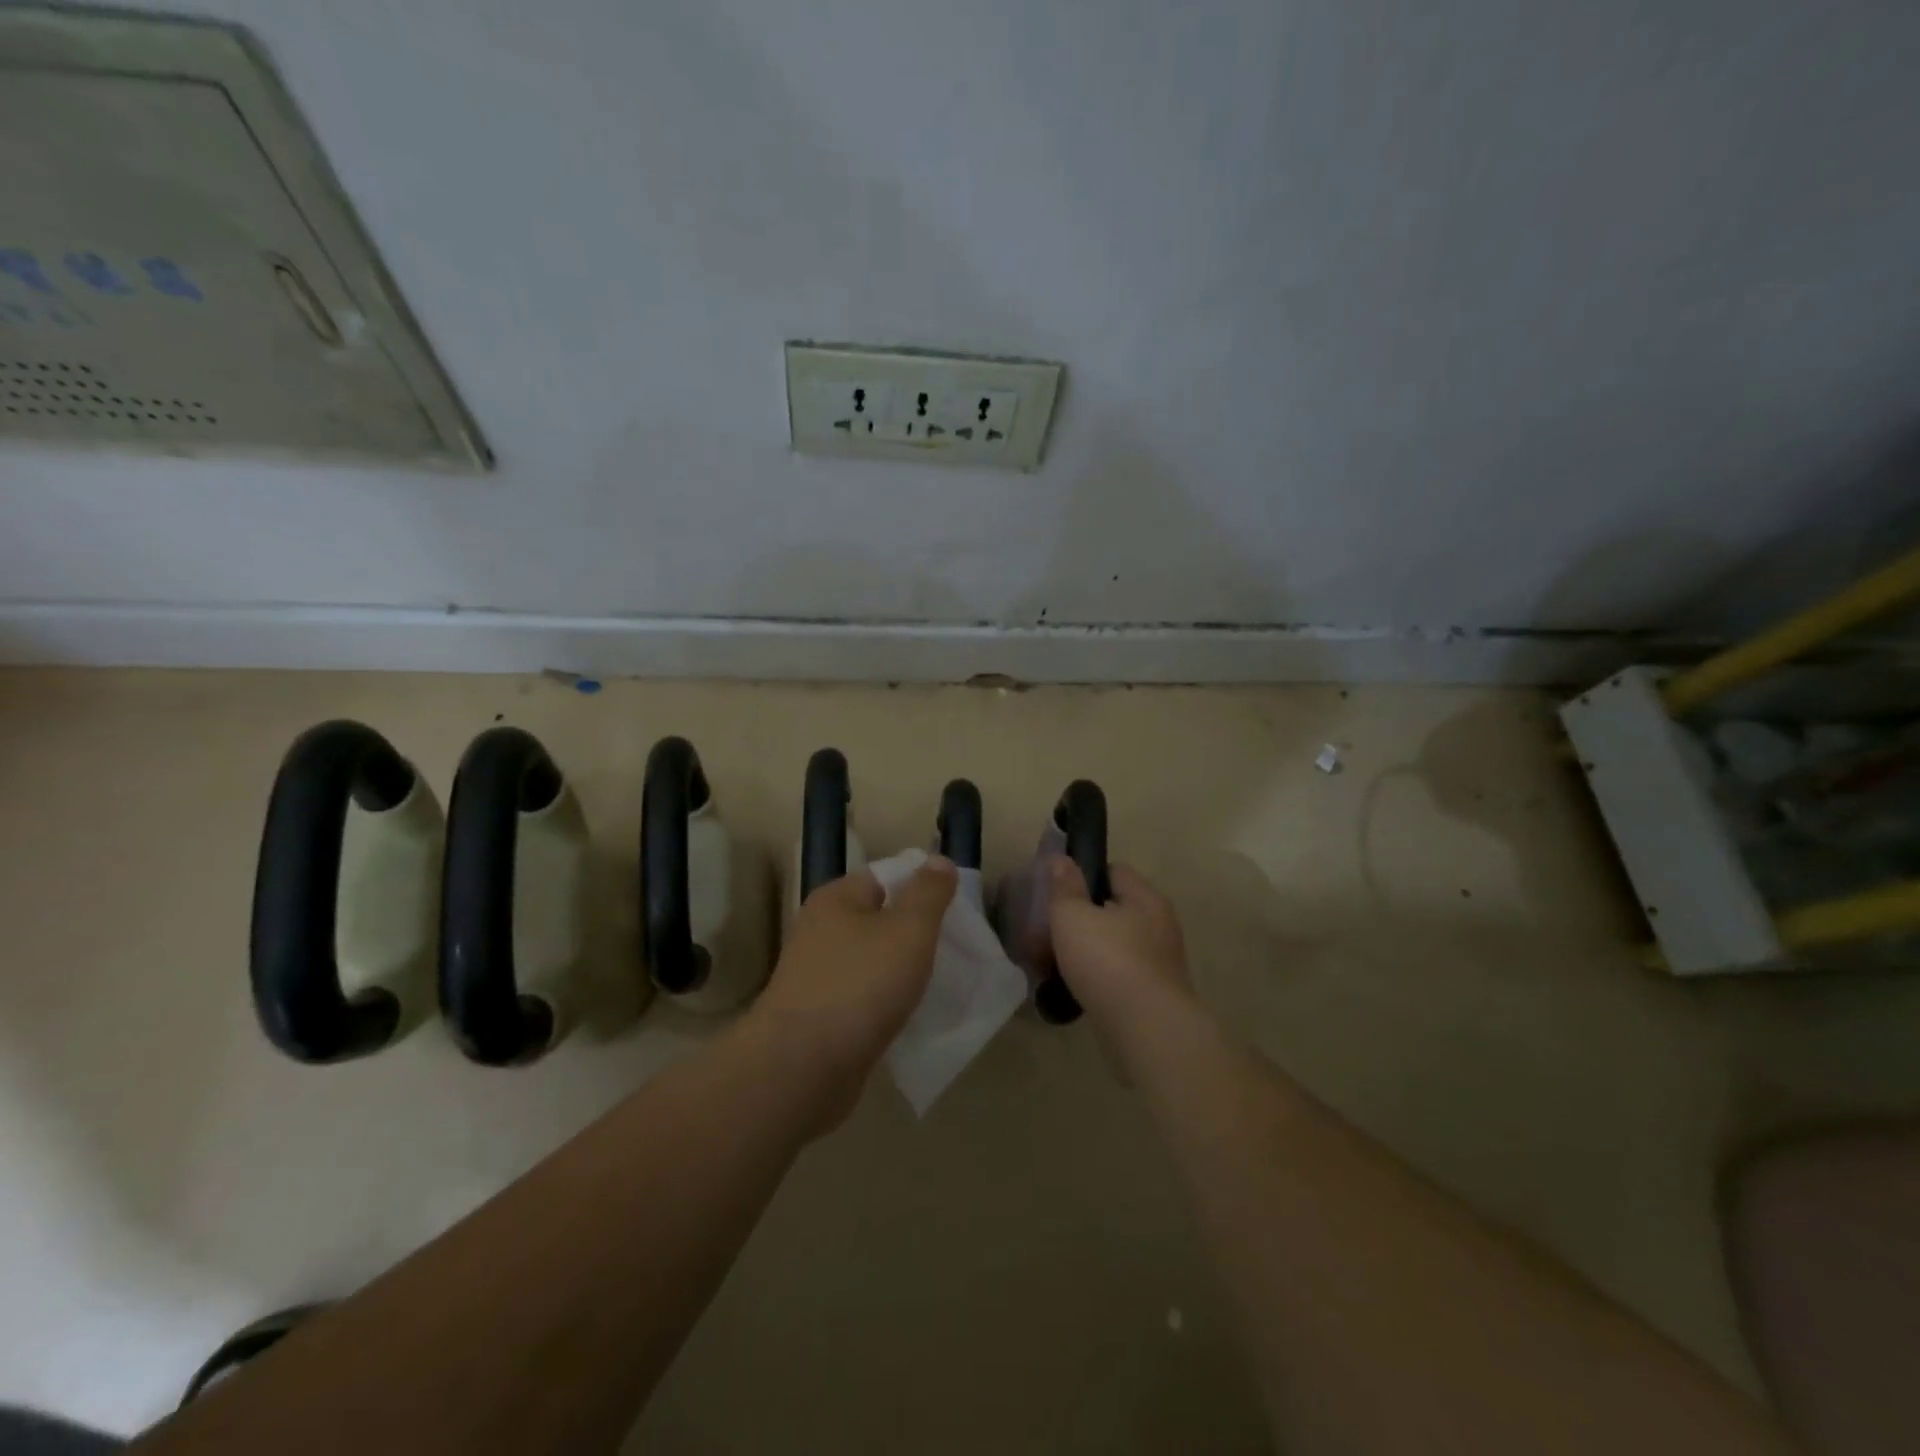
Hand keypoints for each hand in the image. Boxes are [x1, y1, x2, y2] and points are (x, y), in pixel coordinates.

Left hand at [746, 858, 956, 1129]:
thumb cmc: (860, 986)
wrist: (801, 1068)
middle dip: (916, 934)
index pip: (886, 877)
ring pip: (873, 962)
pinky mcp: (818, 1016)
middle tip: (955, 951)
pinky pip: (863, 999)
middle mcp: (821, 930)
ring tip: (940, 985)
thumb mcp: (908, 931)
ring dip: (903, 973)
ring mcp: (816, 975)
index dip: (922, 889)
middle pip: (880, 920)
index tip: (956, 912)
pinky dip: (886, 1005)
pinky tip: (911, 1018)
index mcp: (837, 899)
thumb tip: (938, 860)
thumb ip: (928, 893)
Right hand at [1047, 858, 1192, 1030]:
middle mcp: (1159, 925)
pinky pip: (1120, 975)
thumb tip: (1062, 860)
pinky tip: (1075, 989)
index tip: (1057, 893)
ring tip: (1054, 964)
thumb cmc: (1107, 961)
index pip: (1114, 871)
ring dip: (1088, 951)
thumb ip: (1065, 887)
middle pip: (1113, 910)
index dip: (1083, 876)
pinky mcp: (1156, 995)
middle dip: (1081, 919)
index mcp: (1145, 898)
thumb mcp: (1072, 916)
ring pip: (1115, 945)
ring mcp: (1161, 962)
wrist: (1146, 1030)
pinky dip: (1099, 978)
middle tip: (1049, 933)